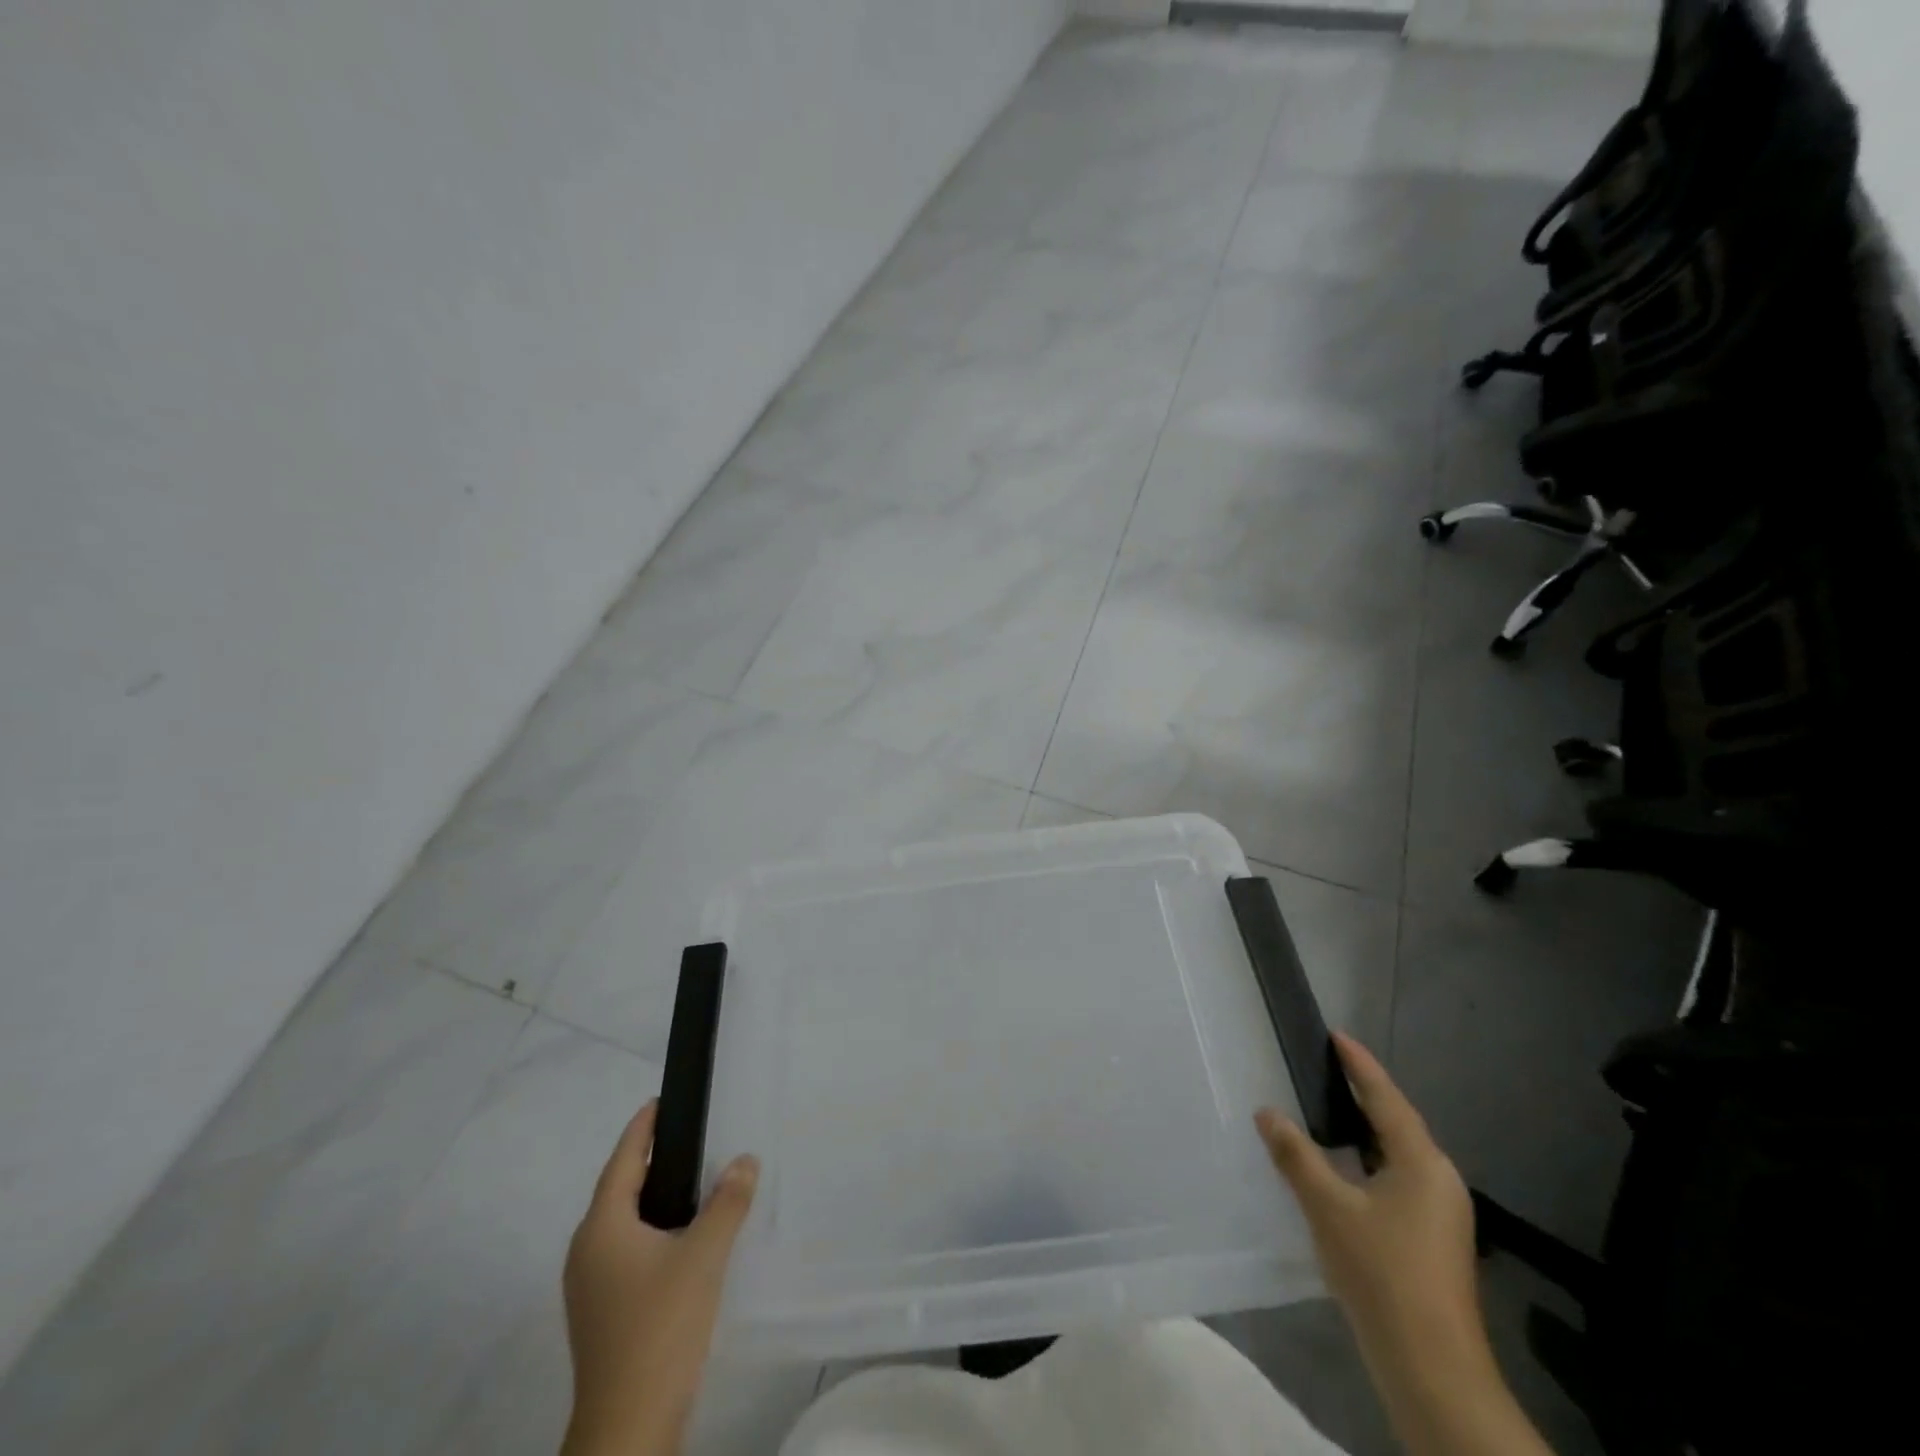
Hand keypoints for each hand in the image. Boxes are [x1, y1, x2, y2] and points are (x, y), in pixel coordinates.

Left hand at [561, 1101, 758, 1455]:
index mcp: (602, 1228)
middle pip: (618, 1190)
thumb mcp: (704, 1255)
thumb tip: (745, 1159)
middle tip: (686, 1136)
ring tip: (690, 1181)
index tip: (659, 1101)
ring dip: (650, 1198)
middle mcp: (586, 1251)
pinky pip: (625, 1251)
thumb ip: (727, 1202)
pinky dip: (649, 1230)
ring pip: (621, 1224)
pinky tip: (679, 1238)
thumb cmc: (661, 1327)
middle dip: (648, 1160)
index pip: (622, 1161)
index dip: (641, 1130)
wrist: (628, 1428)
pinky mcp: (601, 1313)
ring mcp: (589, 1287)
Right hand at [1256, 1036, 1552, 1455]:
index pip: (1386, 1098)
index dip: (1360, 1065)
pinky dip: (1367, 1162)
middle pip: (1396, 1124)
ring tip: (1327, 1110)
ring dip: (1363, 1131)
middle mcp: (1439, 1181)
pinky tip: (1342, 1170)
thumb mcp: (1328, 1207)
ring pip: (1396, 1156)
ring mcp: (1440, 1214)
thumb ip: (1296, 1155)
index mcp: (1421, 1163)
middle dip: (1362, 1095)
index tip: (1336, 1036)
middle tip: (1325, 1068)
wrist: (1432, 1369)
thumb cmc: (1381, 1273)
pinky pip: (1395, 1180)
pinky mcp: (1432, 1240)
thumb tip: (1267, 1112)